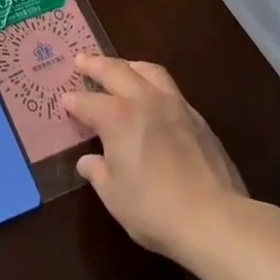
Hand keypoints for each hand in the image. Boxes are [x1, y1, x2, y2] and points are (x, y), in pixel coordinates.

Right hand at [62, 55, 250, 263]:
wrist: (215, 219)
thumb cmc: (155, 209)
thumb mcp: (115, 196)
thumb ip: (98, 173)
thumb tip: (88, 161)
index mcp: (117, 117)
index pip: (87, 102)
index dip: (73, 101)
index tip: (64, 99)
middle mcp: (143, 100)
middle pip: (115, 71)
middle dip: (95, 65)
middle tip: (81, 60)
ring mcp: (174, 104)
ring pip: (147, 71)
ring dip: (128, 65)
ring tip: (120, 67)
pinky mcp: (197, 117)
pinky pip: (169, 87)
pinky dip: (153, 83)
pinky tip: (153, 96)